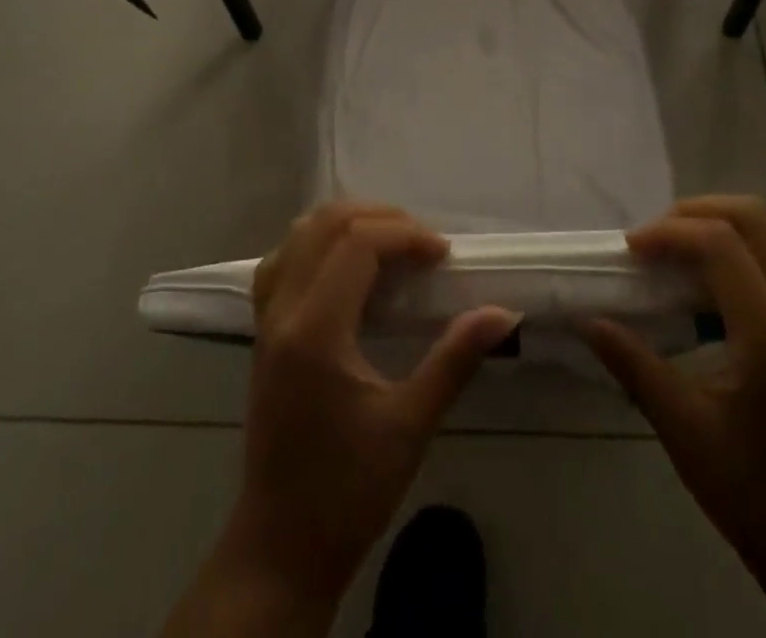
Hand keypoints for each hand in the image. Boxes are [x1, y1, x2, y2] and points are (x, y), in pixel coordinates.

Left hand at [225, 203, 520, 608]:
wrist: (282, 546)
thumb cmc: (348, 490)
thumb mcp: (410, 426)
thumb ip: (454, 359)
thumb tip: (503, 314)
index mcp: (315, 331)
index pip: (357, 244)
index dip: (405, 234)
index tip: (443, 255)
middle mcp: (282, 312)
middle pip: (326, 224)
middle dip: (381, 219)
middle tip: (422, 244)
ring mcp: (266, 320)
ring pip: (300, 235)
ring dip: (348, 224)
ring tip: (391, 244)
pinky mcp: (263, 332)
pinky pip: (283, 260)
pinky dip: (318, 244)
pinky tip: (347, 265)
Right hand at [585, 197, 765, 611]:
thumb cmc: (750, 490)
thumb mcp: (682, 430)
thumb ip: (633, 364)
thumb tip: (586, 319)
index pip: (721, 246)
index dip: (670, 233)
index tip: (630, 250)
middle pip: (754, 218)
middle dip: (696, 212)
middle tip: (655, 237)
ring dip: (724, 218)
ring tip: (681, 242)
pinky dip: (747, 239)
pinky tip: (716, 267)